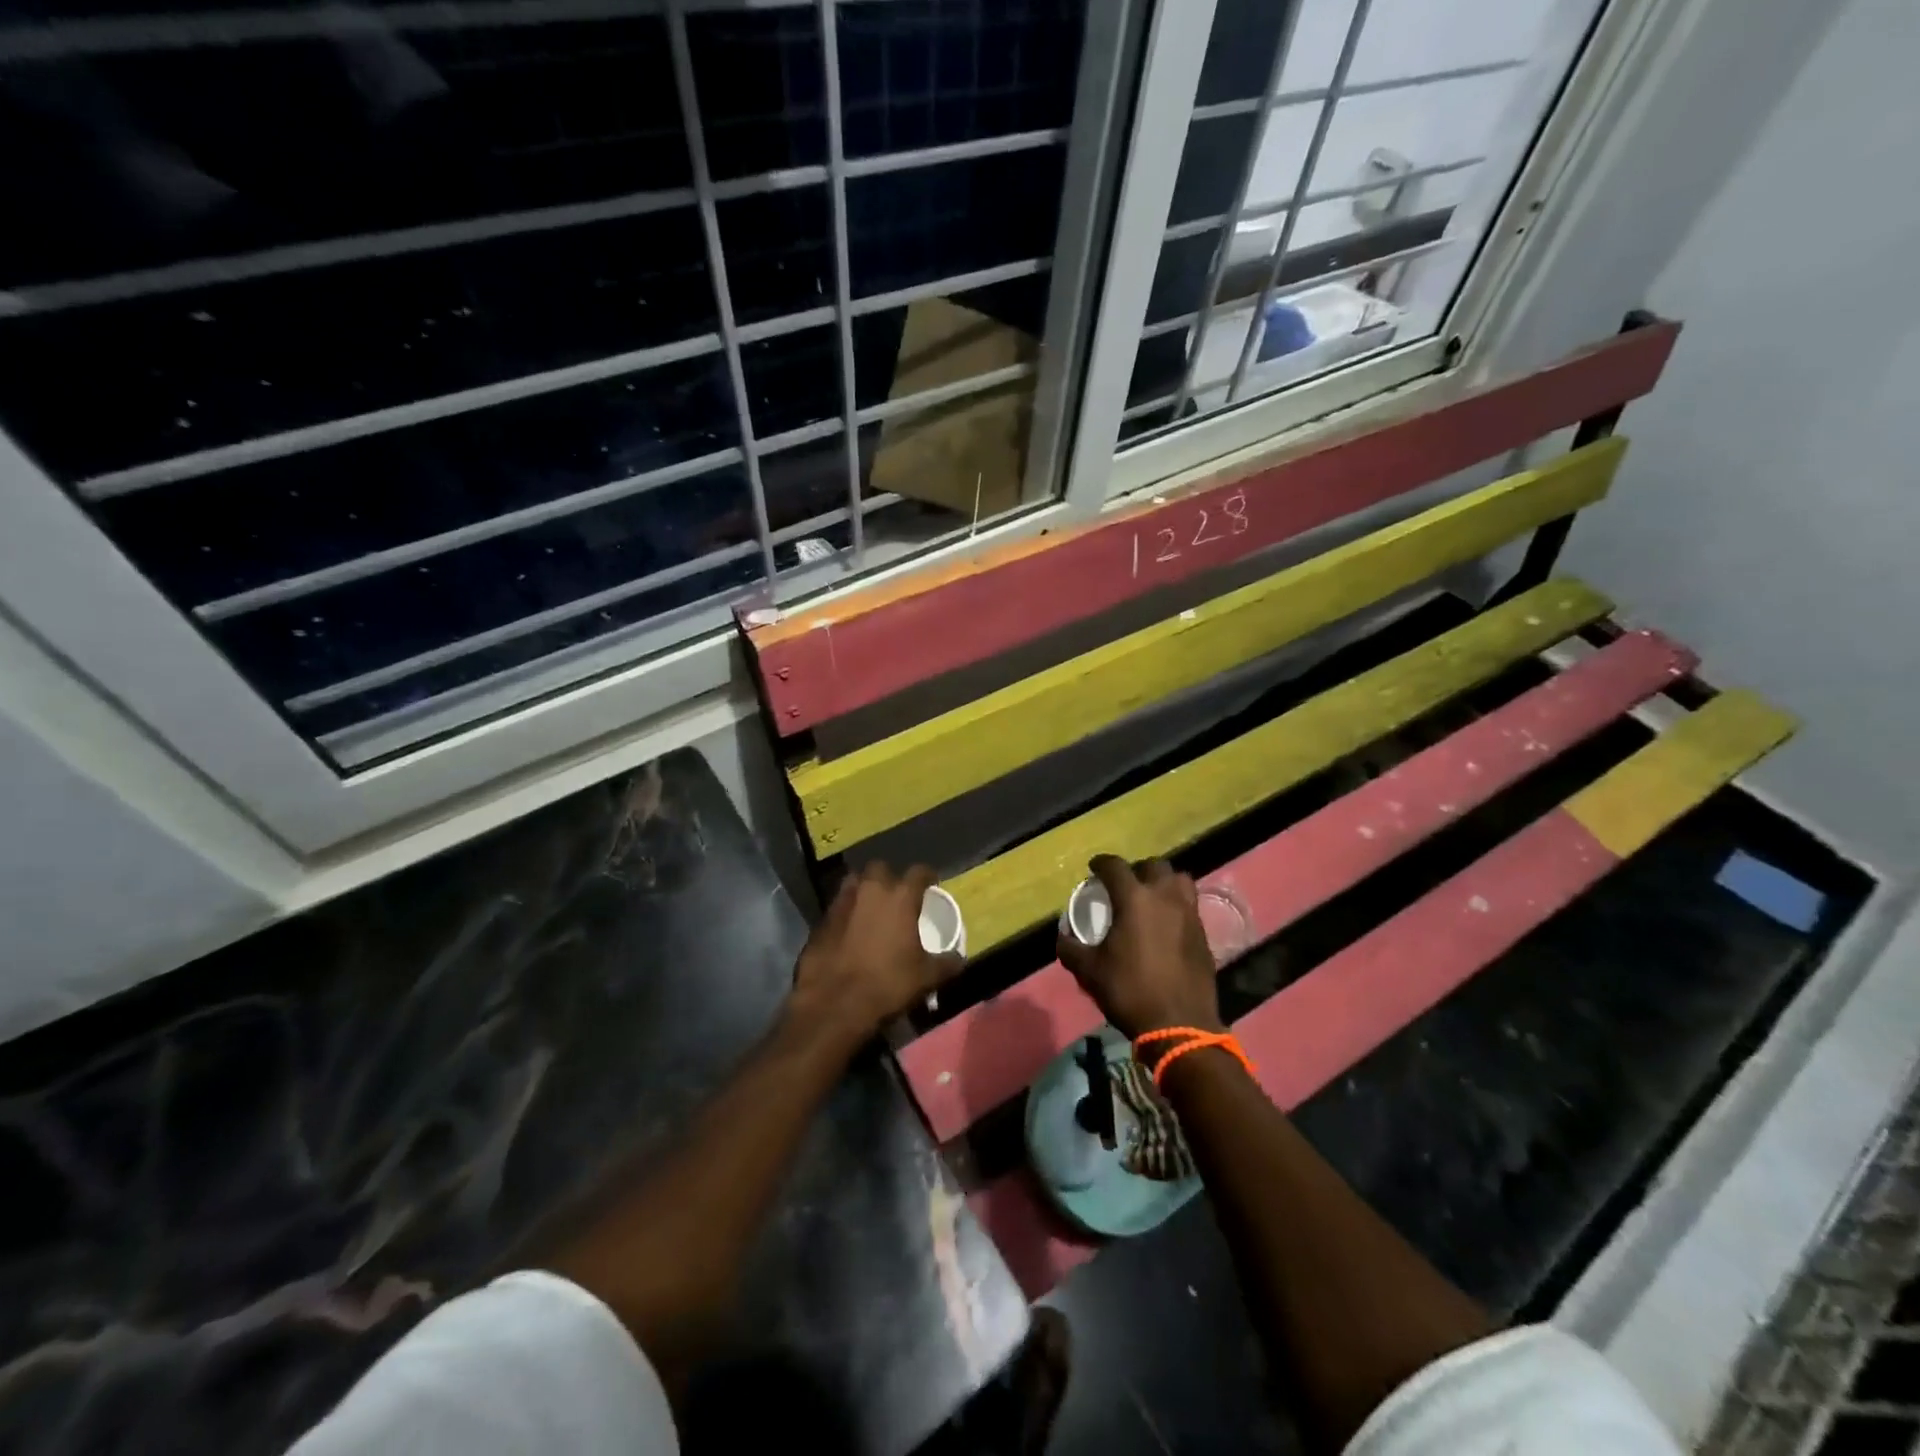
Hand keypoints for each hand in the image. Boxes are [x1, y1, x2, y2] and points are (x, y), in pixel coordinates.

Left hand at [788, 862, 964, 1050]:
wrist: (832, 1004)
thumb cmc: (887, 984)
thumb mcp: (926, 978)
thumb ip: (946, 963)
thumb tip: (958, 958)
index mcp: (900, 896)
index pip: (919, 871)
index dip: (928, 876)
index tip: (932, 885)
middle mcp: (869, 890)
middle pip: (881, 869)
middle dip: (890, 878)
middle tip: (897, 897)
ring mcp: (841, 902)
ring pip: (855, 883)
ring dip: (864, 891)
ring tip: (872, 910)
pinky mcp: (820, 920)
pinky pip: (838, 907)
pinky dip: (846, 914)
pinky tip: (850, 932)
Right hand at [1056, 856, 1222, 1040]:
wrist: (1180, 1024)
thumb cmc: (1129, 991)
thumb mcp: (1089, 971)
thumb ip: (1071, 948)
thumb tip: (1064, 936)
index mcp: (1135, 899)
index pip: (1115, 866)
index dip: (1101, 863)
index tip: (1093, 868)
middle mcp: (1165, 897)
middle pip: (1154, 866)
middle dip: (1136, 869)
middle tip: (1125, 884)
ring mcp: (1189, 914)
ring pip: (1179, 880)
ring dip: (1163, 882)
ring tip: (1151, 897)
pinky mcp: (1203, 933)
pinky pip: (1190, 906)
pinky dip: (1177, 905)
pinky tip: (1166, 924)